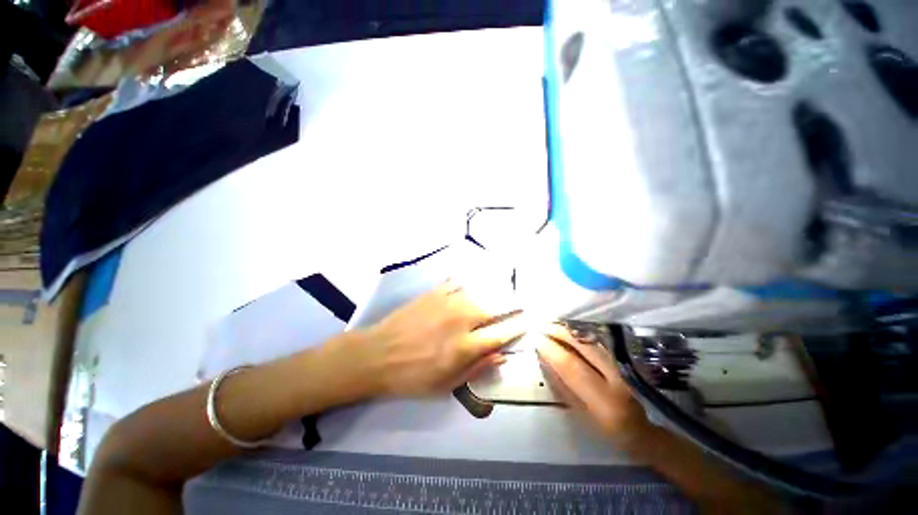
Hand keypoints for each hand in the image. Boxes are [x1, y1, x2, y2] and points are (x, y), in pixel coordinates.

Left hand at [361, 280, 525, 396]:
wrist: (377, 354)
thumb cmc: (412, 376)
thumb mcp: (446, 385)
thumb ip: (476, 368)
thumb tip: (501, 354)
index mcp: (465, 346)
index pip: (501, 333)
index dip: (518, 327)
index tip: (529, 321)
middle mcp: (461, 319)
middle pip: (495, 307)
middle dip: (512, 305)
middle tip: (521, 302)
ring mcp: (447, 302)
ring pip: (479, 291)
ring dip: (493, 291)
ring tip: (503, 289)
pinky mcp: (434, 293)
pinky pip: (457, 282)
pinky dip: (468, 282)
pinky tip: (472, 282)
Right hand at [536, 326, 649, 446]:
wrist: (642, 429)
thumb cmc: (606, 429)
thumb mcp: (581, 415)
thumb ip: (563, 387)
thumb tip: (545, 360)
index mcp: (605, 402)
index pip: (572, 368)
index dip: (552, 351)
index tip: (536, 340)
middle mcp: (618, 379)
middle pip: (584, 346)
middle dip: (560, 332)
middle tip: (543, 326)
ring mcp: (625, 366)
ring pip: (593, 339)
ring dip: (570, 329)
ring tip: (553, 325)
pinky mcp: (627, 359)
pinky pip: (599, 340)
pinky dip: (582, 332)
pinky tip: (570, 329)